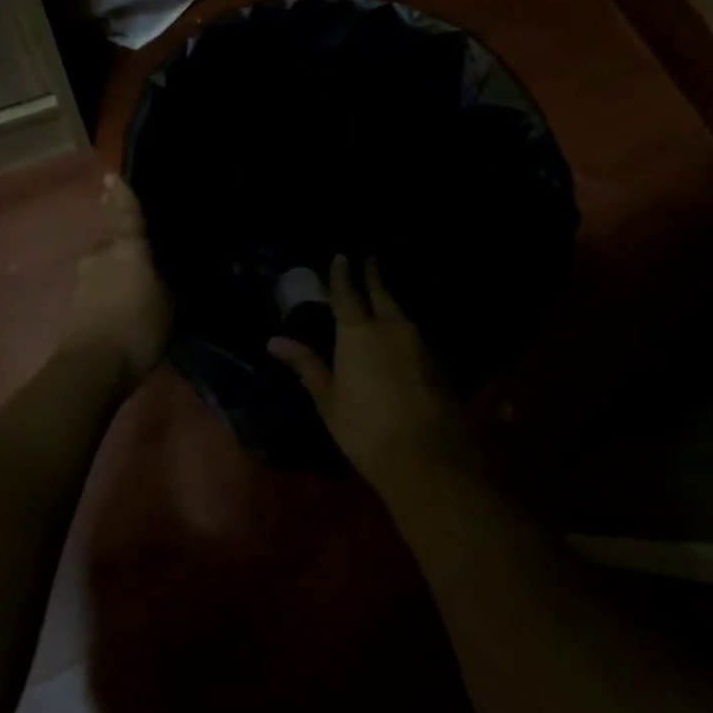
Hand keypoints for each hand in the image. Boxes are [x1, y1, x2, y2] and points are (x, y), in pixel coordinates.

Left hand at [64, 173, 171, 381]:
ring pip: (103, 267)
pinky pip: (96, 290)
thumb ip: (167, 283)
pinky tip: (120, 311)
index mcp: (128, 248)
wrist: (92, 366)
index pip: (127, 213)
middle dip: (123, 247)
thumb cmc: (139, 328)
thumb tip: (166, 272)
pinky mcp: (73, 305)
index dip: (121, 195)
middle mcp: (101, 256)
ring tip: (133, 292)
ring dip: (115, 274)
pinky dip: (107, 294)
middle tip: (142, 258)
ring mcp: (83, 280)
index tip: (110, 176)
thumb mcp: (170, 306)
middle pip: (113, 243)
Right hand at [268, 255, 467, 485]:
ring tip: (382, 296)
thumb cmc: (365, 428)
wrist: (427, 456)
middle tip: (370, 259)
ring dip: (390, 302)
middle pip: (381, 292)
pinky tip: (401, 337)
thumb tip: (274, 341)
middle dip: (373, 274)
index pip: (347, 292)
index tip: (341, 256)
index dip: (342, 273)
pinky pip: (415, 335)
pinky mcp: (438, 362)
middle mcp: (390, 326)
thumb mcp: (328, 398)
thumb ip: (305, 365)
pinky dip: (404, 329)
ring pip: (401, 312)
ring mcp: (419, 342)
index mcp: (357, 332)